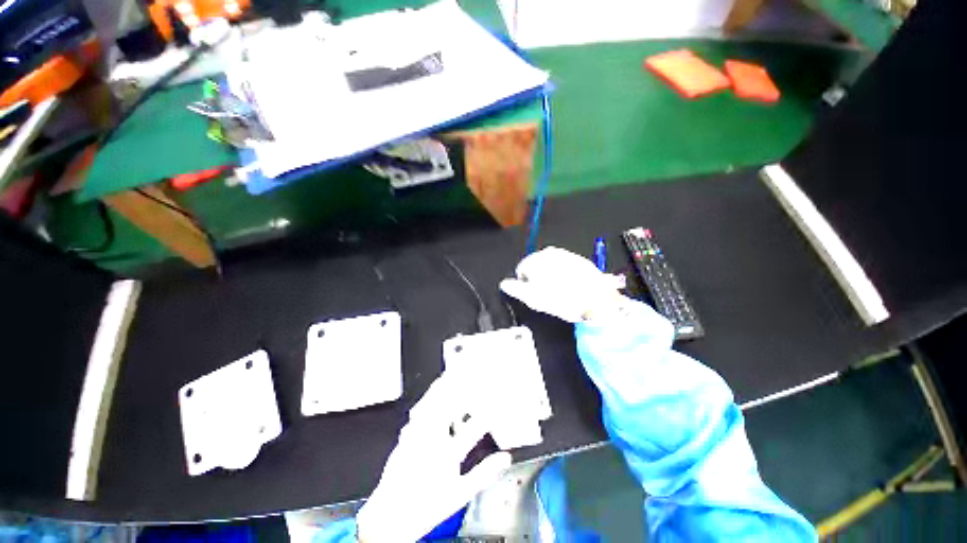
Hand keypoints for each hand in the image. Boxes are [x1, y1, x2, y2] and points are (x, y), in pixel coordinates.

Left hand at [356, 374, 511, 542]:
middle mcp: (431, 441)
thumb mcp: (460, 494)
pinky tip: (426, 398)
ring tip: (446, 376)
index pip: (473, 427)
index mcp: (447, 454)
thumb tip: (503, 459)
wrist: (389, 517)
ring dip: (439, 390)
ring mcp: (415, 437)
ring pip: (429, 407)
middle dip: (457, 389)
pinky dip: (425, 402)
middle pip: (447, 408)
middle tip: (465, 372)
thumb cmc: (425, 507)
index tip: (495, 399)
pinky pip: (416, 414)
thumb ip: (483, 474)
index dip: (486, 411)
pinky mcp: (404, 438)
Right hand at [500, 247, 625, 322]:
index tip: (532, 295)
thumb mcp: (532, 298)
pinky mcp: (581, 260)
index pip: (522, 269)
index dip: (524, 284)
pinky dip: (565, 276)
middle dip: (538, 278)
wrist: (597, 300)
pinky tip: (571, 288)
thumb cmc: (561, 299)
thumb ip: (515, 289)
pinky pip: (567, 268)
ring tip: (560, 293)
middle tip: (546, 295)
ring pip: (552, 266)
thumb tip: (504, 284)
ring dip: (552, 277)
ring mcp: (568, 255)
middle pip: (537, 266)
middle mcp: (551, 252)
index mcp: (537, 259)